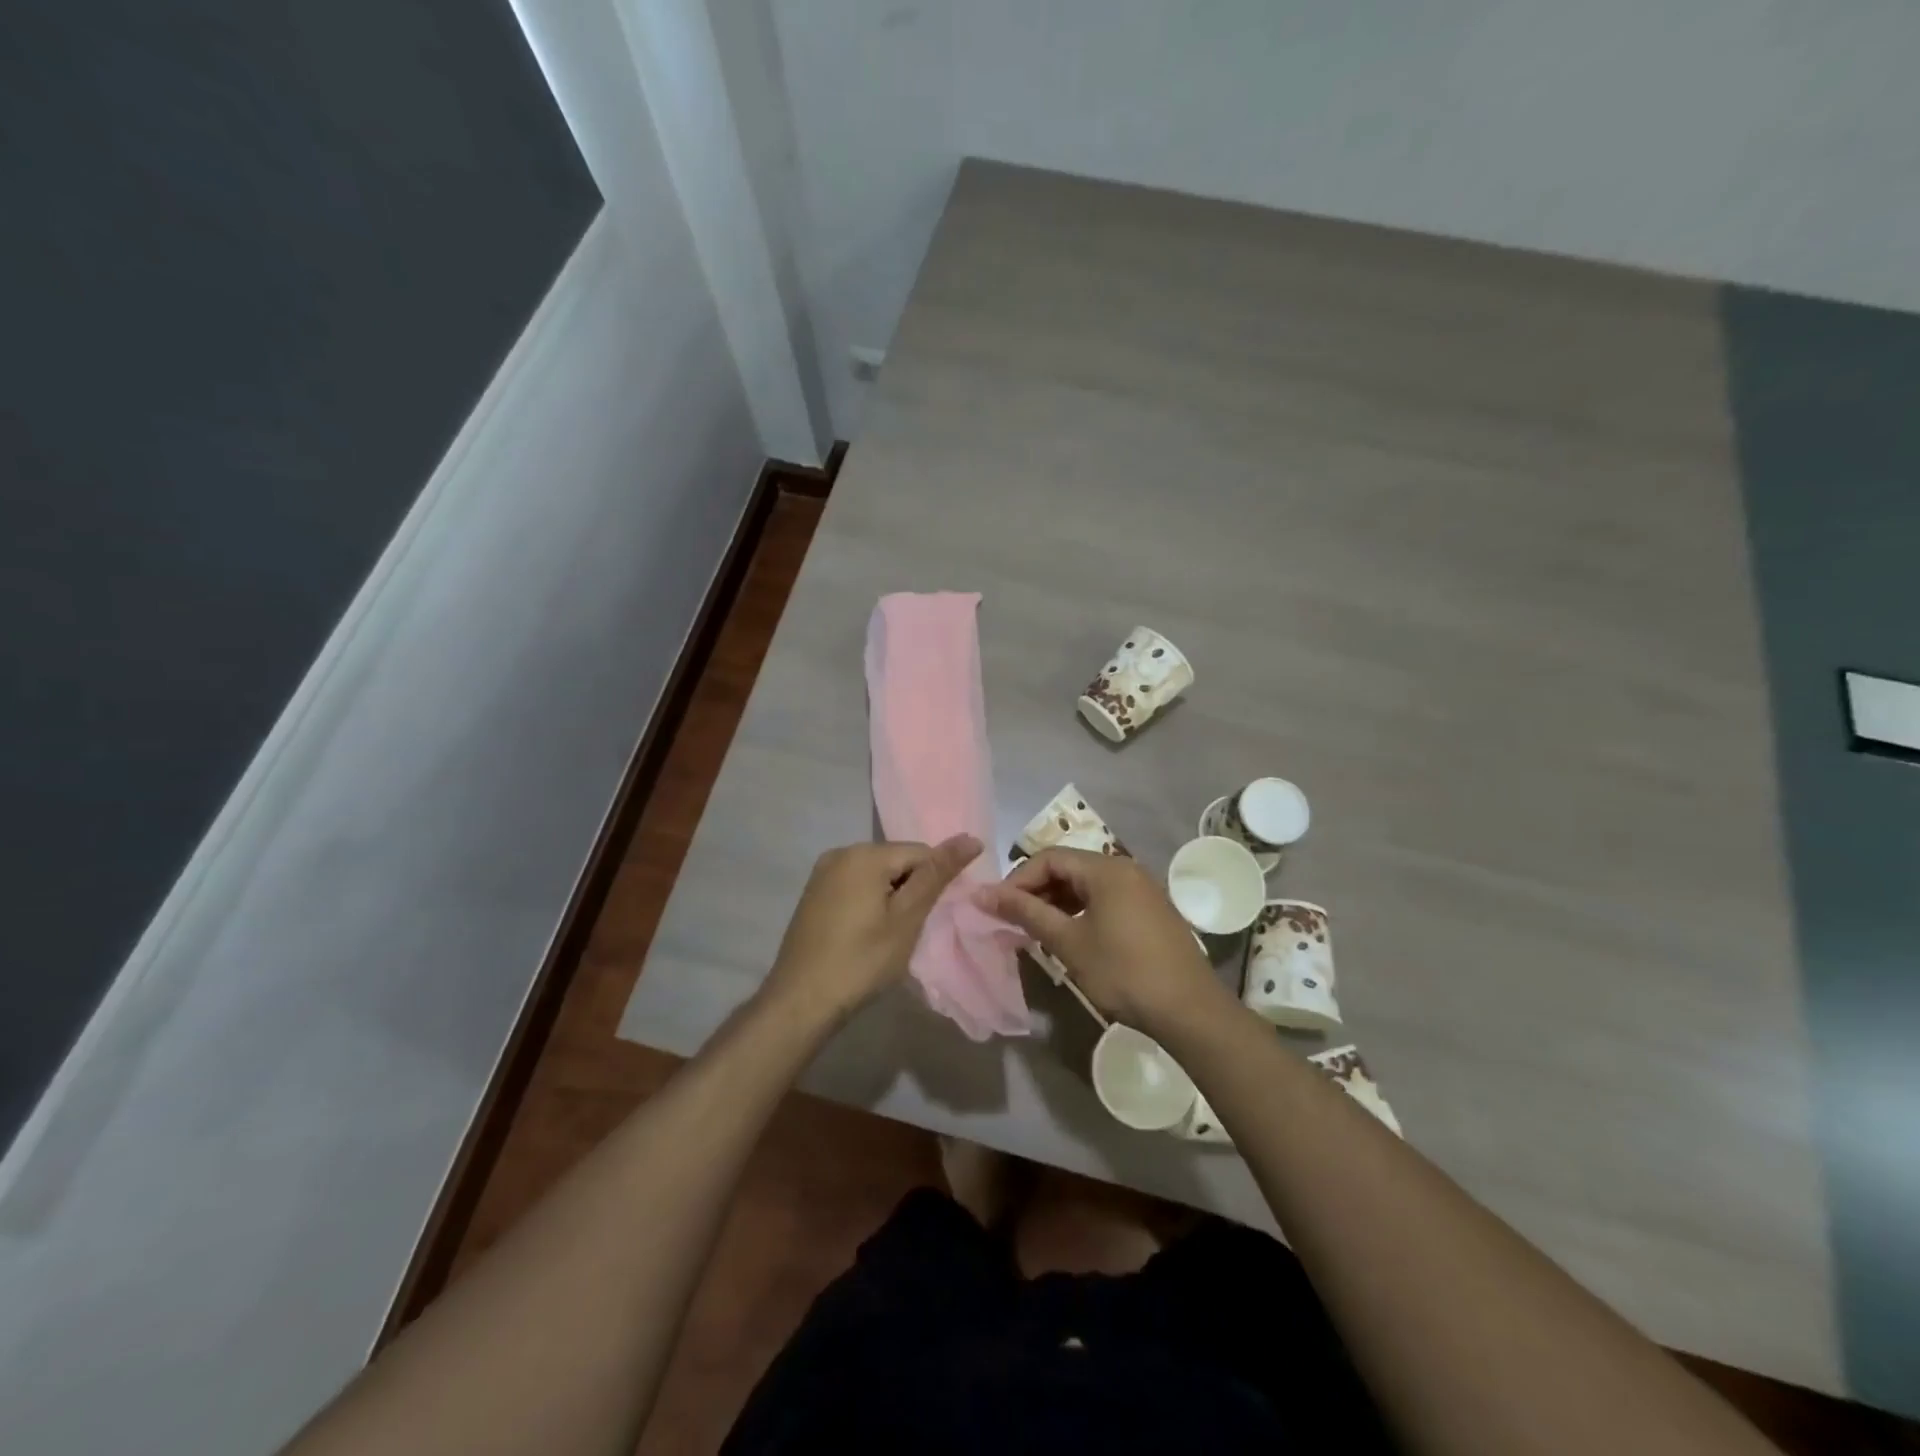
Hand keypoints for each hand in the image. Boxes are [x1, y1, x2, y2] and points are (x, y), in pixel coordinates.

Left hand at [762, 835, 982, 1024]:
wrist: (801, 1001)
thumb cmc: (862, 960)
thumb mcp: (907, 918)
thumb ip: (937, 874)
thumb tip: (971, 838)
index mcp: (865, 853)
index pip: (921, 852)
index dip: (935, 883)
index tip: (933, 916)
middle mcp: (841, 852)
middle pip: (897, 860)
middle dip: (912, 889)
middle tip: (912, 929)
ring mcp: (822, 873)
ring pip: (876, 874)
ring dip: (891, 897)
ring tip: (891, 935)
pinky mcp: (813, 894)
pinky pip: (855, 886)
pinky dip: (870, 902)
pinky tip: (867, 934)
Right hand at [975, 847, 1227, 1035]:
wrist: (1189, 1010)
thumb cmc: (1123, 972)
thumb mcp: (1068, 942)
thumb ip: (1026, 913)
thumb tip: (982, 893)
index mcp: (1106, 868)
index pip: (1048, 858)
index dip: (1017, 880)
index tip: (997, 908)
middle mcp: (1125, 868)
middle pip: (1068, 867)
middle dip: (1036, 891)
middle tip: (1013, 921)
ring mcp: (1141, 888)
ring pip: (1086, 884)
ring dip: (1056, 902)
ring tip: (1036, 931)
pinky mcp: (1149, 909)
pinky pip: (1104, 898)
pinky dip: (1080, 911)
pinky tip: (1069, 937)